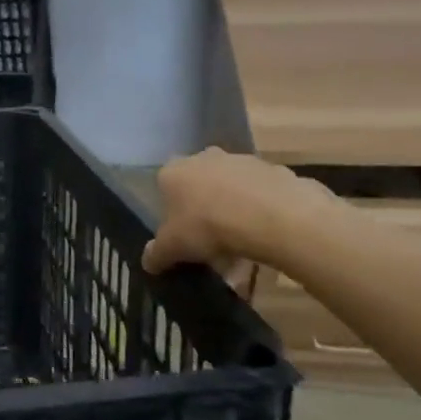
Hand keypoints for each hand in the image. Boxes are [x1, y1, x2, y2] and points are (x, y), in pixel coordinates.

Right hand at [142, 149, 341, 276]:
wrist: (270, 215)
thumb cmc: (207, 226)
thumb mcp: (172, 248)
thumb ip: (156, 254)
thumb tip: (148, 263)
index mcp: (173, 170)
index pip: (164, 188)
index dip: (172, 213)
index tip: (181, 236)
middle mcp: (203, 157)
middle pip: (199, 185)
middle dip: (204, 210)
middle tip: (211, 243)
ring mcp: (240, 160)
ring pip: (231, 189)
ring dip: (233, 211)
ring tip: (242, 247)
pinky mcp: (272, 169)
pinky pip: (260, 195)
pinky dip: (260, 212)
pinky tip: (265, 236)